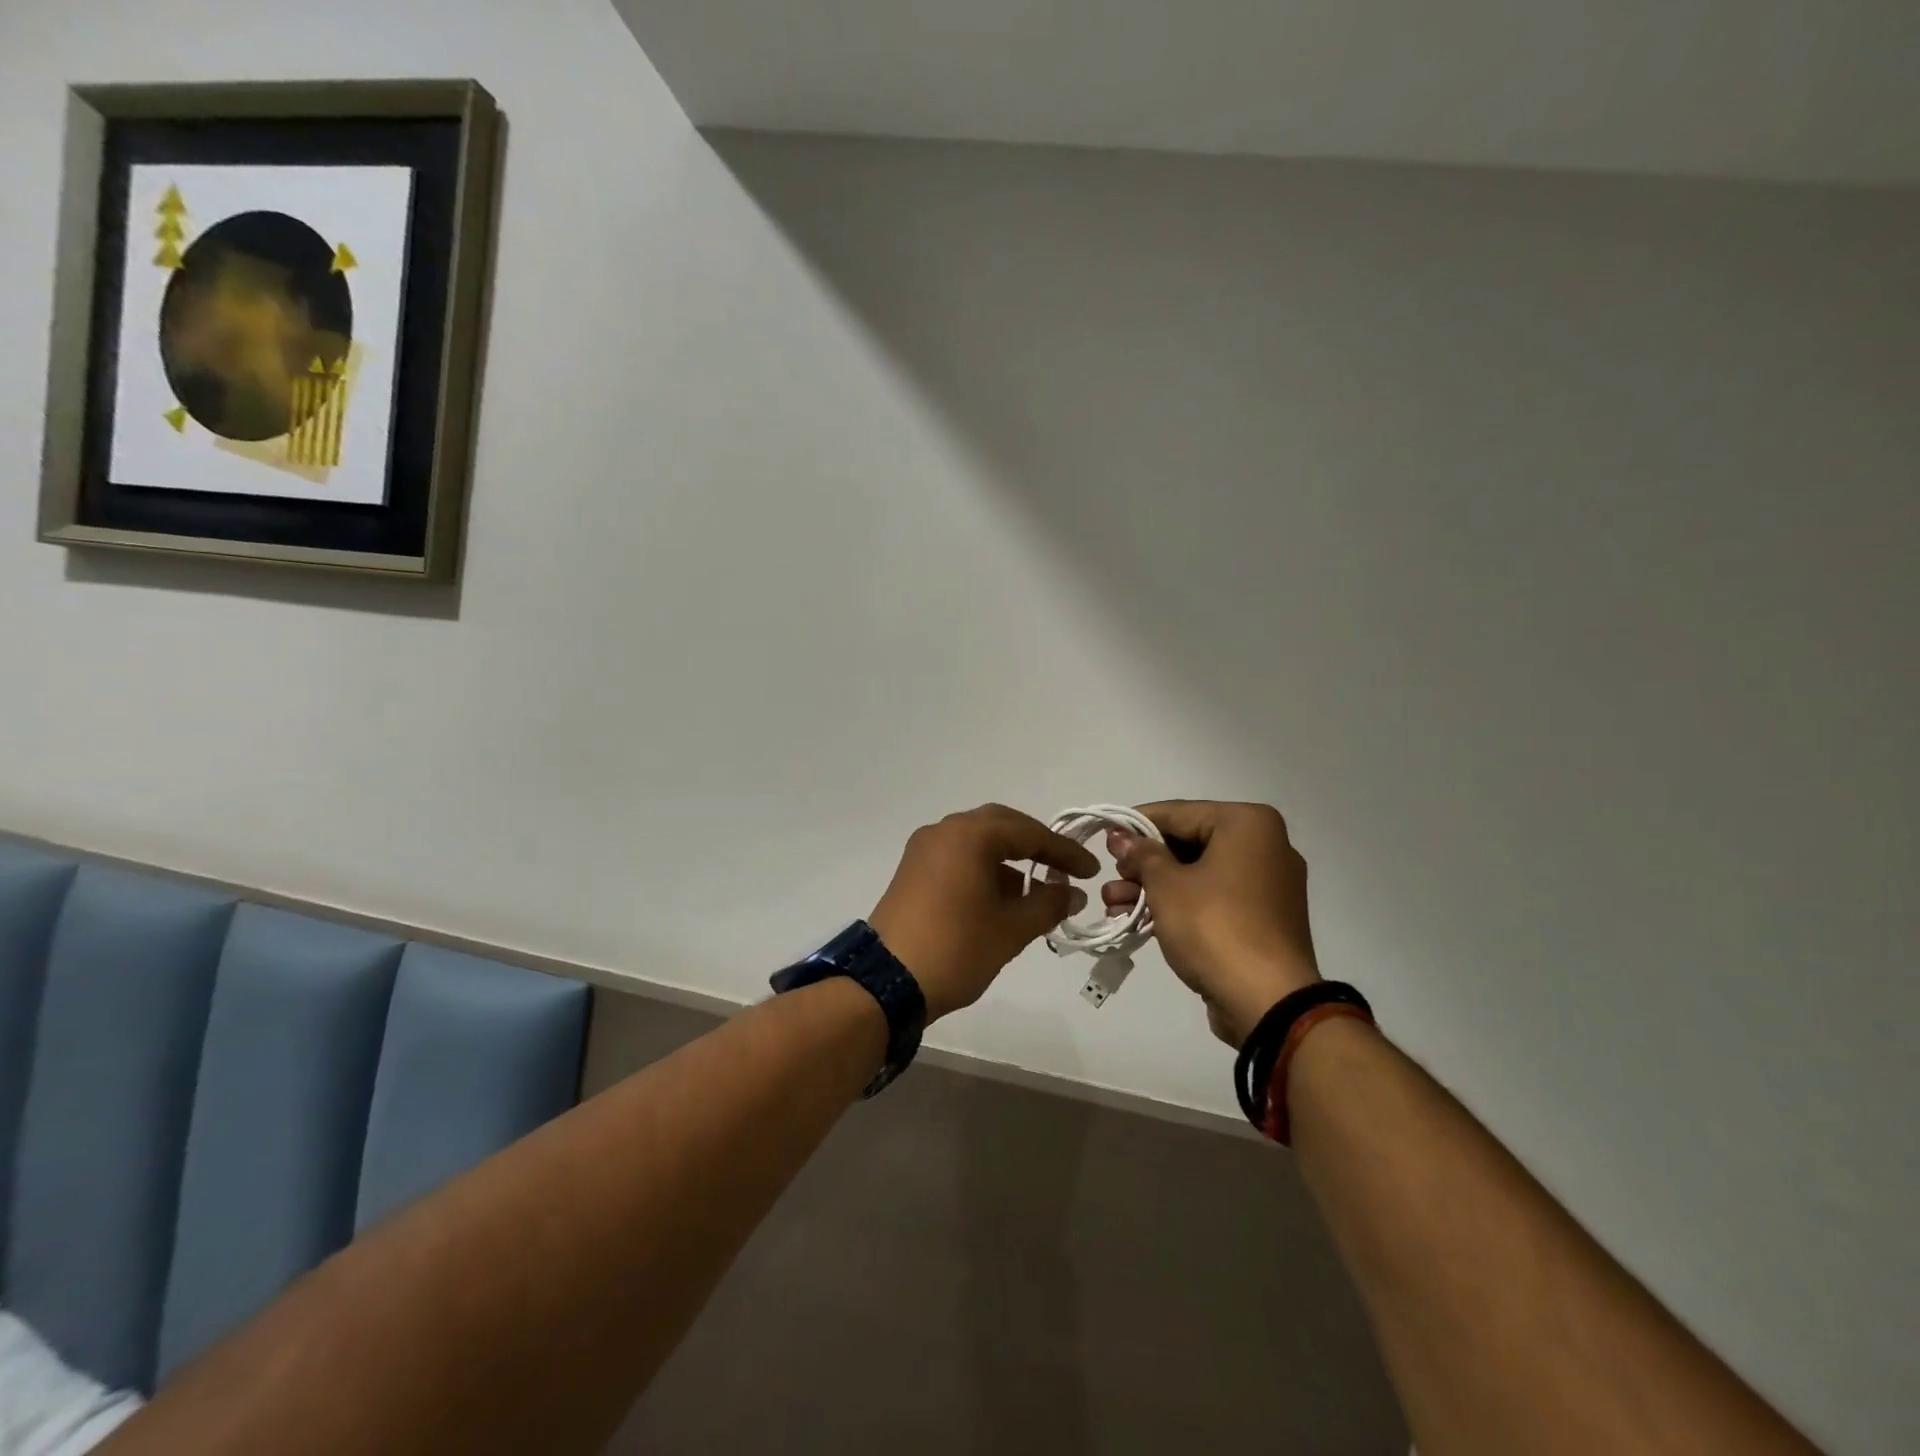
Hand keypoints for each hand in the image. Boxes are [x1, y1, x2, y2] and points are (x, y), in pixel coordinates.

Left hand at [868, 804, 1097, 1021]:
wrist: (886, 983)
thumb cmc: (956, 948)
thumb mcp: (1011, 929)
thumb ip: (1048, 904)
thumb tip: (1072, 892)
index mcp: (969, 836)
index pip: (1028, 833)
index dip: (1064, 852)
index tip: (1091, 871)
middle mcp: (944, 831)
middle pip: (1001, 826)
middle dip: (1036, 845)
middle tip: (1065, 869)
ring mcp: (924, 850)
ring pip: (978, 841)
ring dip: (1009, 859)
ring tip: (1037, 892)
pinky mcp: (912, 871)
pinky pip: (958, 857)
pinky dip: (984, 869)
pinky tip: (1002, 899)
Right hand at [1103, 800, 1320, 1046]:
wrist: (1268, 1001)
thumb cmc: (1215, 927)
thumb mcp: (1167, 885)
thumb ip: (1141, 854)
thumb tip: (1122, 837)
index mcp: (1248, 824)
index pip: (1178, 812)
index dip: (1135, 824)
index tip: (1104, 837)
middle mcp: (1264, 846)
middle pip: (1188, 843)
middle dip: (1143, 863)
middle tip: (1112, 876)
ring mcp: (1267, 884)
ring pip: (1197, 873)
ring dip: (1154, 887)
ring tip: (1113, 903)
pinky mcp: (1263, 919)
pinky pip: (1213, 898)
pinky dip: (1179, 904)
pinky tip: (1139, 918)